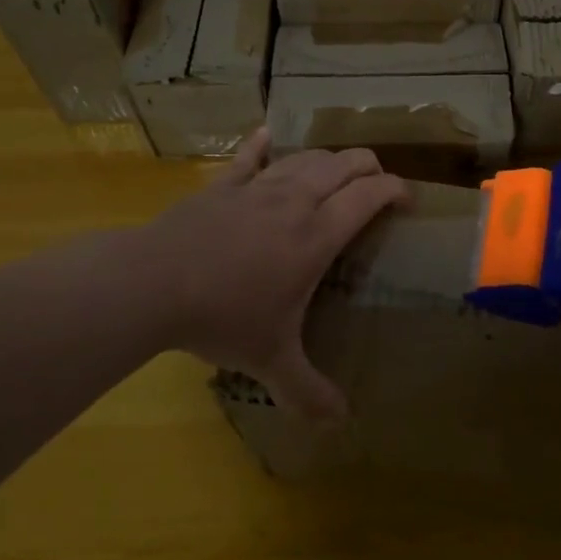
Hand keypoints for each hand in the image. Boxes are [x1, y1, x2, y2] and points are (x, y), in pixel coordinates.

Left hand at [72, 129, 406, 418]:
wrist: (152, 285)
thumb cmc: (223, 317)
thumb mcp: (271, 359)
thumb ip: (308, 391)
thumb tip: (340, 423)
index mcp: (318, 234)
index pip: (370, 195)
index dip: (395, 189)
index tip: (408, 200)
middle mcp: (296, 200)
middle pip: (345, 164)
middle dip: (370, 166)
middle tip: (377, 184)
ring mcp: (258, 188)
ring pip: (306, 157)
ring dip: (329, 159)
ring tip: (338, 170)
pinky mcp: (223, 186)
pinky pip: (249, 156)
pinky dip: (263, 145)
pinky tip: (268, 136)